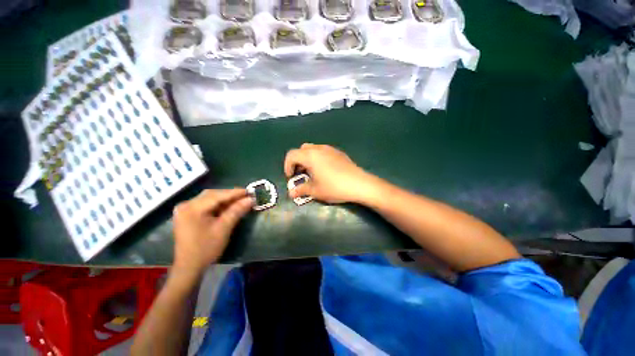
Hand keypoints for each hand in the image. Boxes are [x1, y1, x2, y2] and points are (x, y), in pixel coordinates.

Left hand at [172, 189, 252, 275]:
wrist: (189, 267)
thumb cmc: (206, 249)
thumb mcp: (224, 228)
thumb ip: (237, 211)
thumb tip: (251, 199)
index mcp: (192, 208)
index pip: (218, 195)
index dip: (235, 193)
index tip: (250, 191)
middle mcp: (186, 205)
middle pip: (212, 195)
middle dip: (230, 195)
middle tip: (246, 196)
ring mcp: (185, 209)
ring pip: (210, 199)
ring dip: (225, 199)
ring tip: (240, 200)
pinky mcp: (188, 215)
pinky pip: (206, 205)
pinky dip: (218, 205)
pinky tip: (228, 207)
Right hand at [284, 144, 373, 203]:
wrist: (359, 184)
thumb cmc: (334, 187)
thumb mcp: (315, 191)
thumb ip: (301, 190)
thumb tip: (291, 194)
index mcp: (310, 156)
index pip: (292, 155)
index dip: (287, 165)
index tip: (291, 177)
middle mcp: (319, 149)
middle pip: (302, 149)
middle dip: (298, 161)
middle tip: (301, 173)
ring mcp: (330, 149)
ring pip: (313, 149)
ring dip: (308, 158)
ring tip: (313, 172)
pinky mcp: (339, 152)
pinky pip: (324, 151)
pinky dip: (319, 158)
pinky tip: (325, 170)